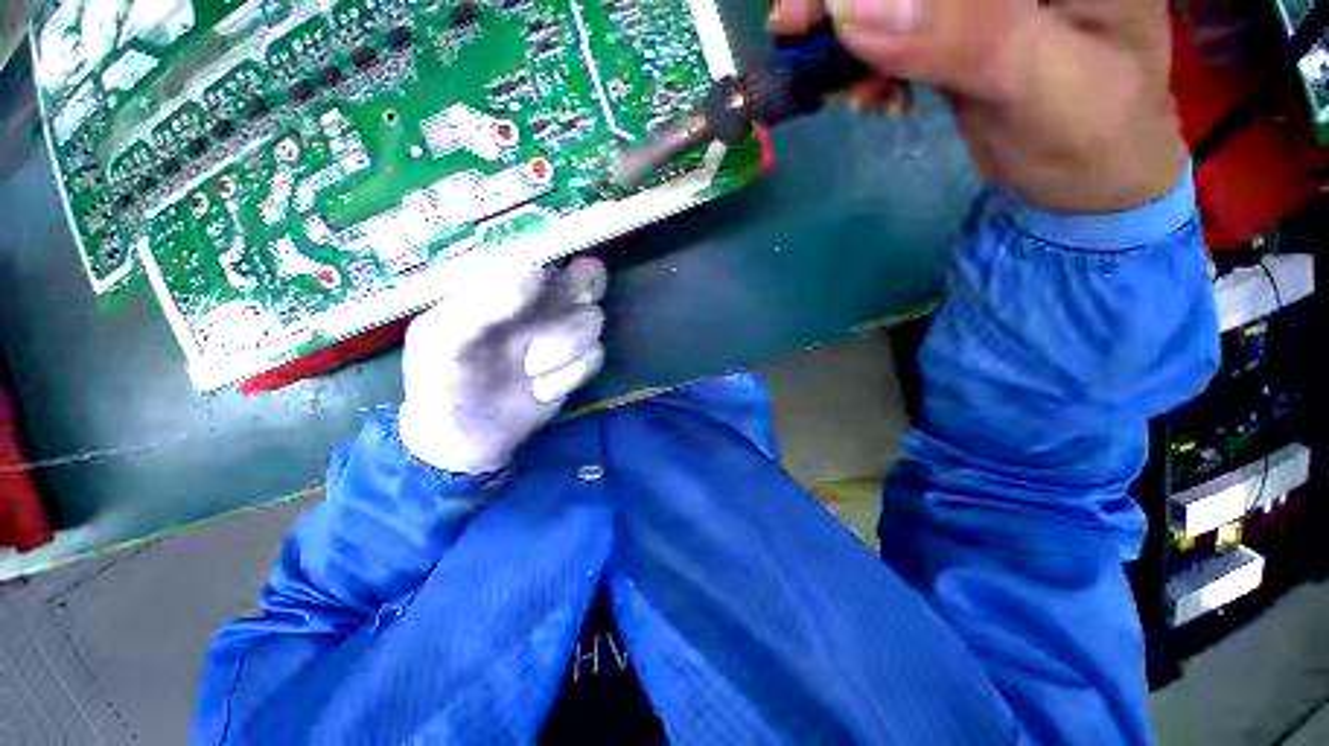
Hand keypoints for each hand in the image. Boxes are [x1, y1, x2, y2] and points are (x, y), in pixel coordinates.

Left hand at [399, 256, 607, 474]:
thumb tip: (536, 266)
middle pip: (587, 276)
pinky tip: (540, 389)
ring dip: (559, 350)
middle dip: (569, 302)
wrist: (466, 439)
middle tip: (543, 326)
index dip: (555, 257)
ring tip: (526, 369)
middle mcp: (542, 298)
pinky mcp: (579, 362)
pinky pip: (594, 357)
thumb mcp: (443, 338)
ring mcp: (564, 330)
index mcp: (504, 281)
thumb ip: (484, 301)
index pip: (546, 247)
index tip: (543, 283)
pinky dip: (567, 376)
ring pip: (592, 320)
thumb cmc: (442, 381)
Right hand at [770, 0, 1188, 212]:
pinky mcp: (956, 27)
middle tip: (799, 43)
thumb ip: (963, 37)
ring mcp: (980, 1)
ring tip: (852, 92)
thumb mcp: (1043, 84)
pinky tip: (872, 97)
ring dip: (850, 38)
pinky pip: (891, 29)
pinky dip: (866, 63)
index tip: (813, 13)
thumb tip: (851, 8)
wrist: (1089, 181)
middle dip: (846, 2)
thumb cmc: (1093, 138)